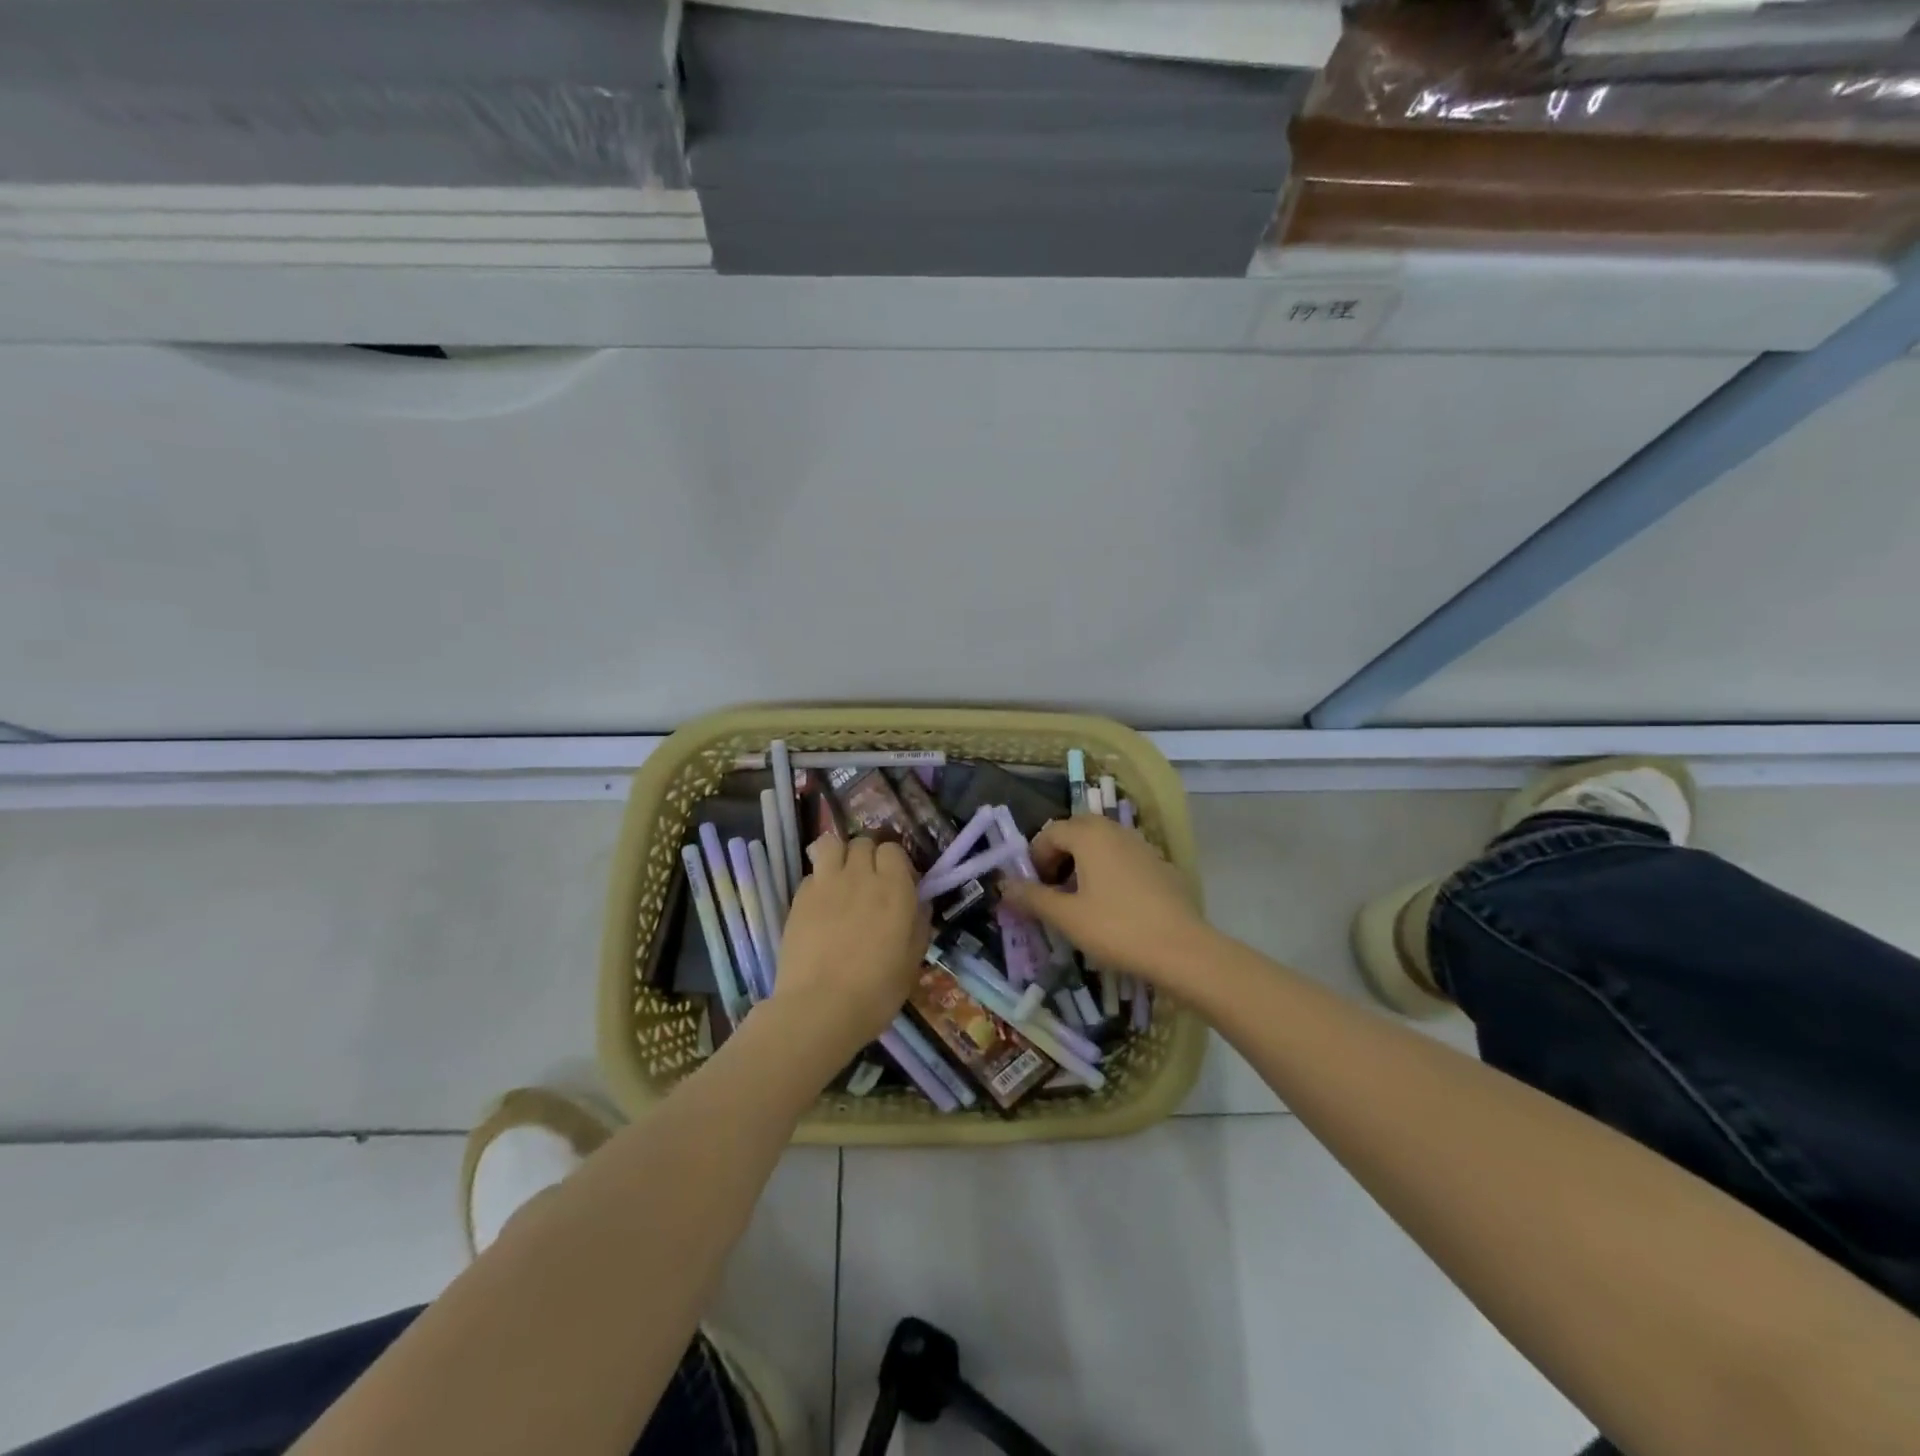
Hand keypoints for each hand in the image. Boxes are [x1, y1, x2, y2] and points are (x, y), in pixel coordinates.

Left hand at [772, 834, 930, 1062]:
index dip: (895, 864)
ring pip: (832, 844)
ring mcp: (826, 883)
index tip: (897, 884)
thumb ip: (918, 923)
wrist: (819, 1009)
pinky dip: (819, 880)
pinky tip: (821, 904)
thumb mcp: (912, 961)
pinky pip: (813, 873)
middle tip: (869, 883)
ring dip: (839, 855)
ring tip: (841, 878)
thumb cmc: (876, 991)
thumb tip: (919, 903)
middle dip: (868, 856)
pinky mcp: (799, 897)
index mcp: (894, 888)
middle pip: (863, 842)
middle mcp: (860, 875)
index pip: (894, 850)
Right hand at [999, 816, 1208, 985]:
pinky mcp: (1161, 865)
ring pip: (1102, 844)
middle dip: (1059, 857)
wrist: (1183, 950)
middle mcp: (1115, 830)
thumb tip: (1004, 885)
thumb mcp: (1066, 917)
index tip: (1033, 887)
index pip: (1050, 831)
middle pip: (1077, 832)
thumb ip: (1032, 897)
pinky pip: (1124, 858)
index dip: (1035, 857)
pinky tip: (1112, 906)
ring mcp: (1142, 846)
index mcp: (1090, 835)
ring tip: (1079, 900)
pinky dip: (1108, 871)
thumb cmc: (1116, 928)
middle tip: (1052, 890)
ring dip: (1083, 863)